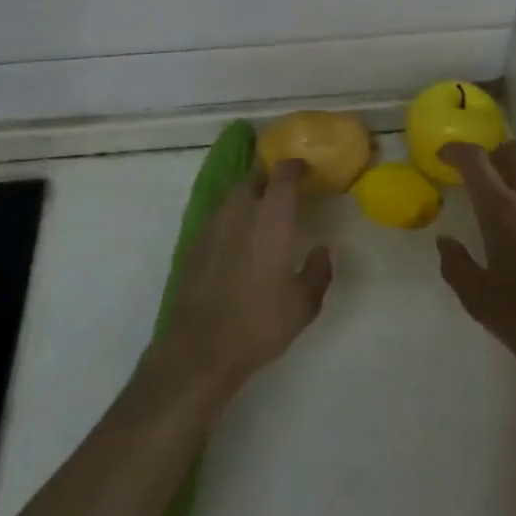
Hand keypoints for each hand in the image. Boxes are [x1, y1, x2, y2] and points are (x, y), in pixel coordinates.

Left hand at [155, 159, 333, 393]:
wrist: (200, 349)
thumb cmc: (259, 323)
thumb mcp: (304, 304)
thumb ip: (318, 271)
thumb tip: (321, 250)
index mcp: (272, 217)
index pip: (283, 173)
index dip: (295, 166)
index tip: (306, 170)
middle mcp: (240, 211)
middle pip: (254, 177)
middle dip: (269, 179)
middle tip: (284, 193)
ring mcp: (212, 225)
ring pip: (232, 196)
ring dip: (248, 197)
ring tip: (261, 216)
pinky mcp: (194, 244)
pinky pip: (217, 218)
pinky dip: (231, 220)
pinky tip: (238, 242)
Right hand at [436, 142, 515, 390]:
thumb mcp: (481, 303)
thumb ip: (457, 267)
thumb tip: (446, 242)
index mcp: (503, 211)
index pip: (476, 161)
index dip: (456, 150)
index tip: (443, 155)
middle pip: (513, 151)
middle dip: (491, 154)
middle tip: (477, 174)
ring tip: (506, 194)